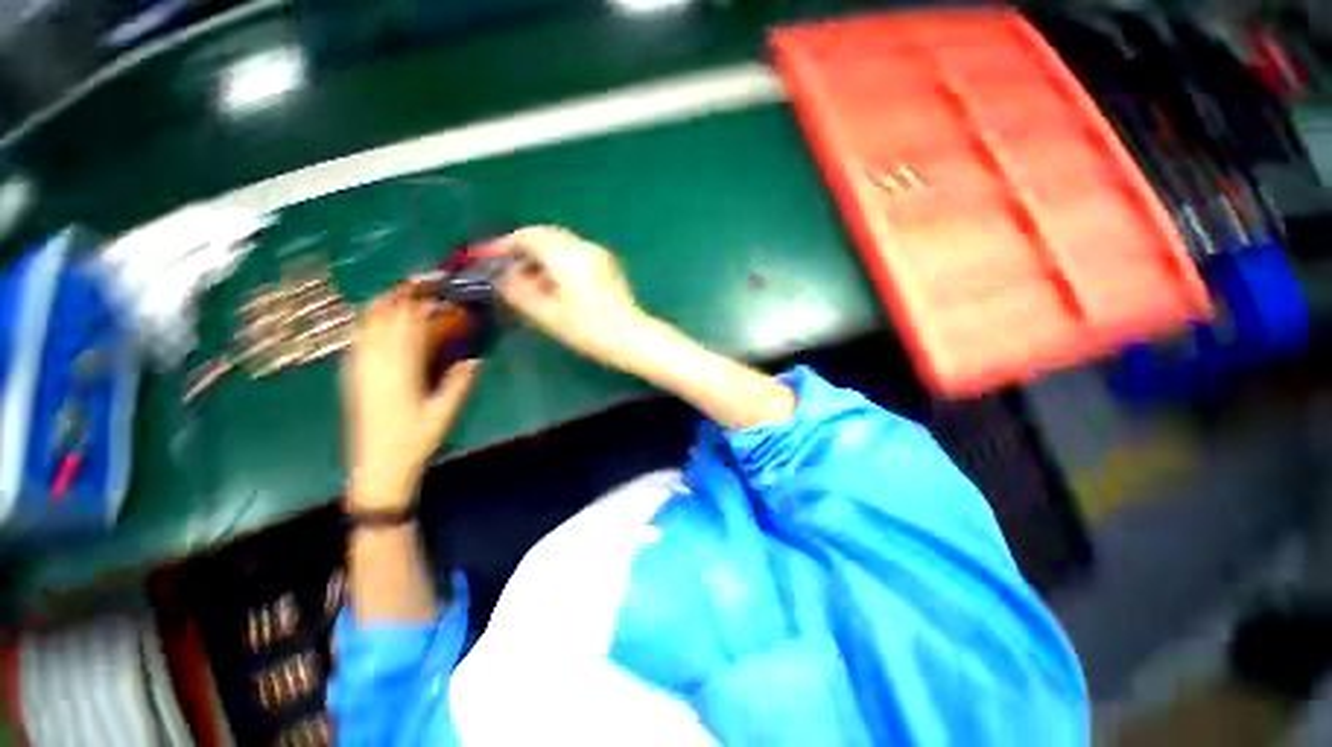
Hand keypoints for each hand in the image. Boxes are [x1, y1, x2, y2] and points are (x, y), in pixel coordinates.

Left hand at [342, 291, 478, 509]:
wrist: (378, 466)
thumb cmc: (415, 441)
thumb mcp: (444, 414)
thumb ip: (459, 384)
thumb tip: (474, 359)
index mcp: (399, 375)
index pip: (407, 330)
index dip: (417, 306)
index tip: (431, 291)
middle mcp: (375, 368)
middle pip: (381, 323)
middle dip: (395, 299)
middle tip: (411, 284)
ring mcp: (359, 373)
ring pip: (364, 331)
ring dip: (378, 310)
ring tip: (392, 295)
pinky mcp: (353, 381)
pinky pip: (356, 346)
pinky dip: (365, 329)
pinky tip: (371, 325)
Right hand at [495, 226, 651, 372]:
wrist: (632, 338)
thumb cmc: (590, 331)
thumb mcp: (549, 316)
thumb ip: (520, 292)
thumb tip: (501, 277)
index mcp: (568, 257)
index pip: (528, 236)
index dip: (504, 244)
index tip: (486, 255)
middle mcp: (584, 248)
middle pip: (545, 235)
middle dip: (521, 248)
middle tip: (504, 267)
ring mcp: (598, 254)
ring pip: (560, 243)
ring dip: (539, 255)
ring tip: (525, 280)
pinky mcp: (606, 264)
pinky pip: (574, 253)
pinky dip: (556, 261)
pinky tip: (551, 283)